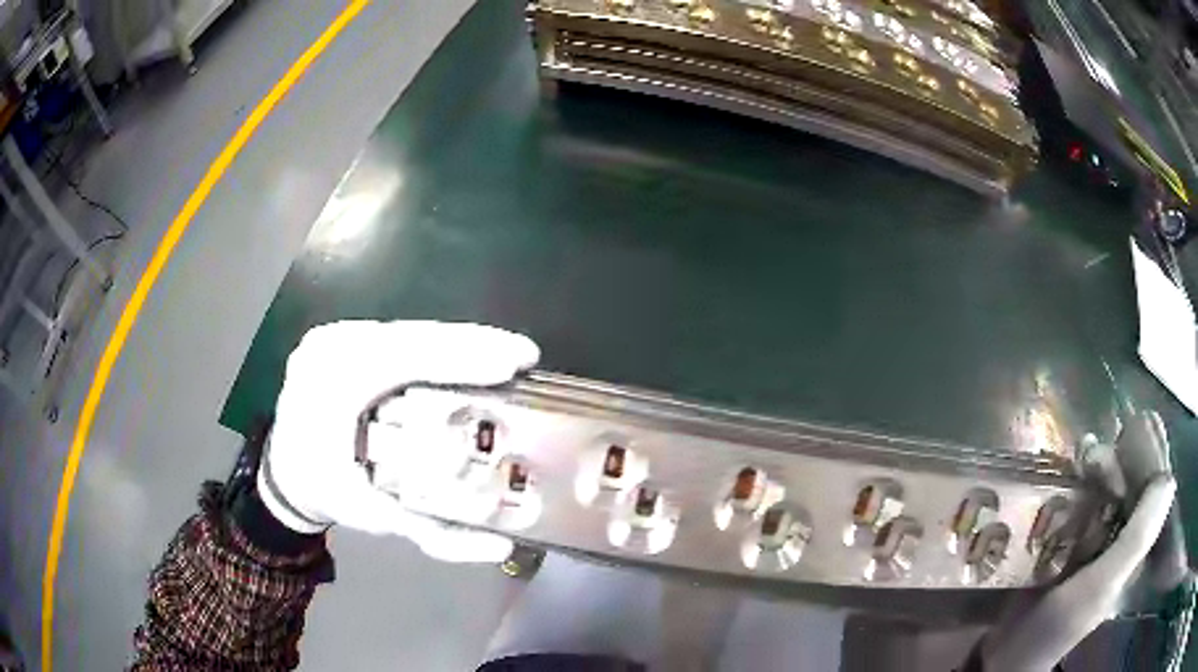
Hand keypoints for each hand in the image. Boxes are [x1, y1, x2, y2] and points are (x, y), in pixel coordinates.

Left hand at [258, 320, 540, 561]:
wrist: (283, 471)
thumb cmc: (326, 490)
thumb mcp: (375, 517)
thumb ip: (436, 534)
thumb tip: (501, 545)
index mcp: (331, 388)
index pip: (402, 358)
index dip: (462, 357)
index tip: (514, 361)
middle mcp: (329, 348)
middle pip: (410, 334)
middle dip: (471, 342)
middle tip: (523, 354)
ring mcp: (331, 336)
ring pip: (404, 330)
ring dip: (456, 341)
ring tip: (504, 353)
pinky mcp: (338, 337)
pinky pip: (394, 335)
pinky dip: (433, 344)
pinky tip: (465, 354)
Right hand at [979, 409, 1179, 670]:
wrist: (1006, 654)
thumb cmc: (1056, 626)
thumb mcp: (1101, 587)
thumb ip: (1137, 539)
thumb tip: (1169, 479)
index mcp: (1134, 551)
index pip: (1151, 492)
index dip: (1147, 459)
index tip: (1131, 434)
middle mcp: (1120, 542)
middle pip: (1128, 486)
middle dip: (1114, 462)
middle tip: (1090, 452)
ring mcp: (1095, 544)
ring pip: (1104, 492)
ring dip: (1093, 470)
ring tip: (1077, 456)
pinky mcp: (1070, 546)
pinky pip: (1080, 505)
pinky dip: (1074, 485)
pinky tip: (1065, 473)